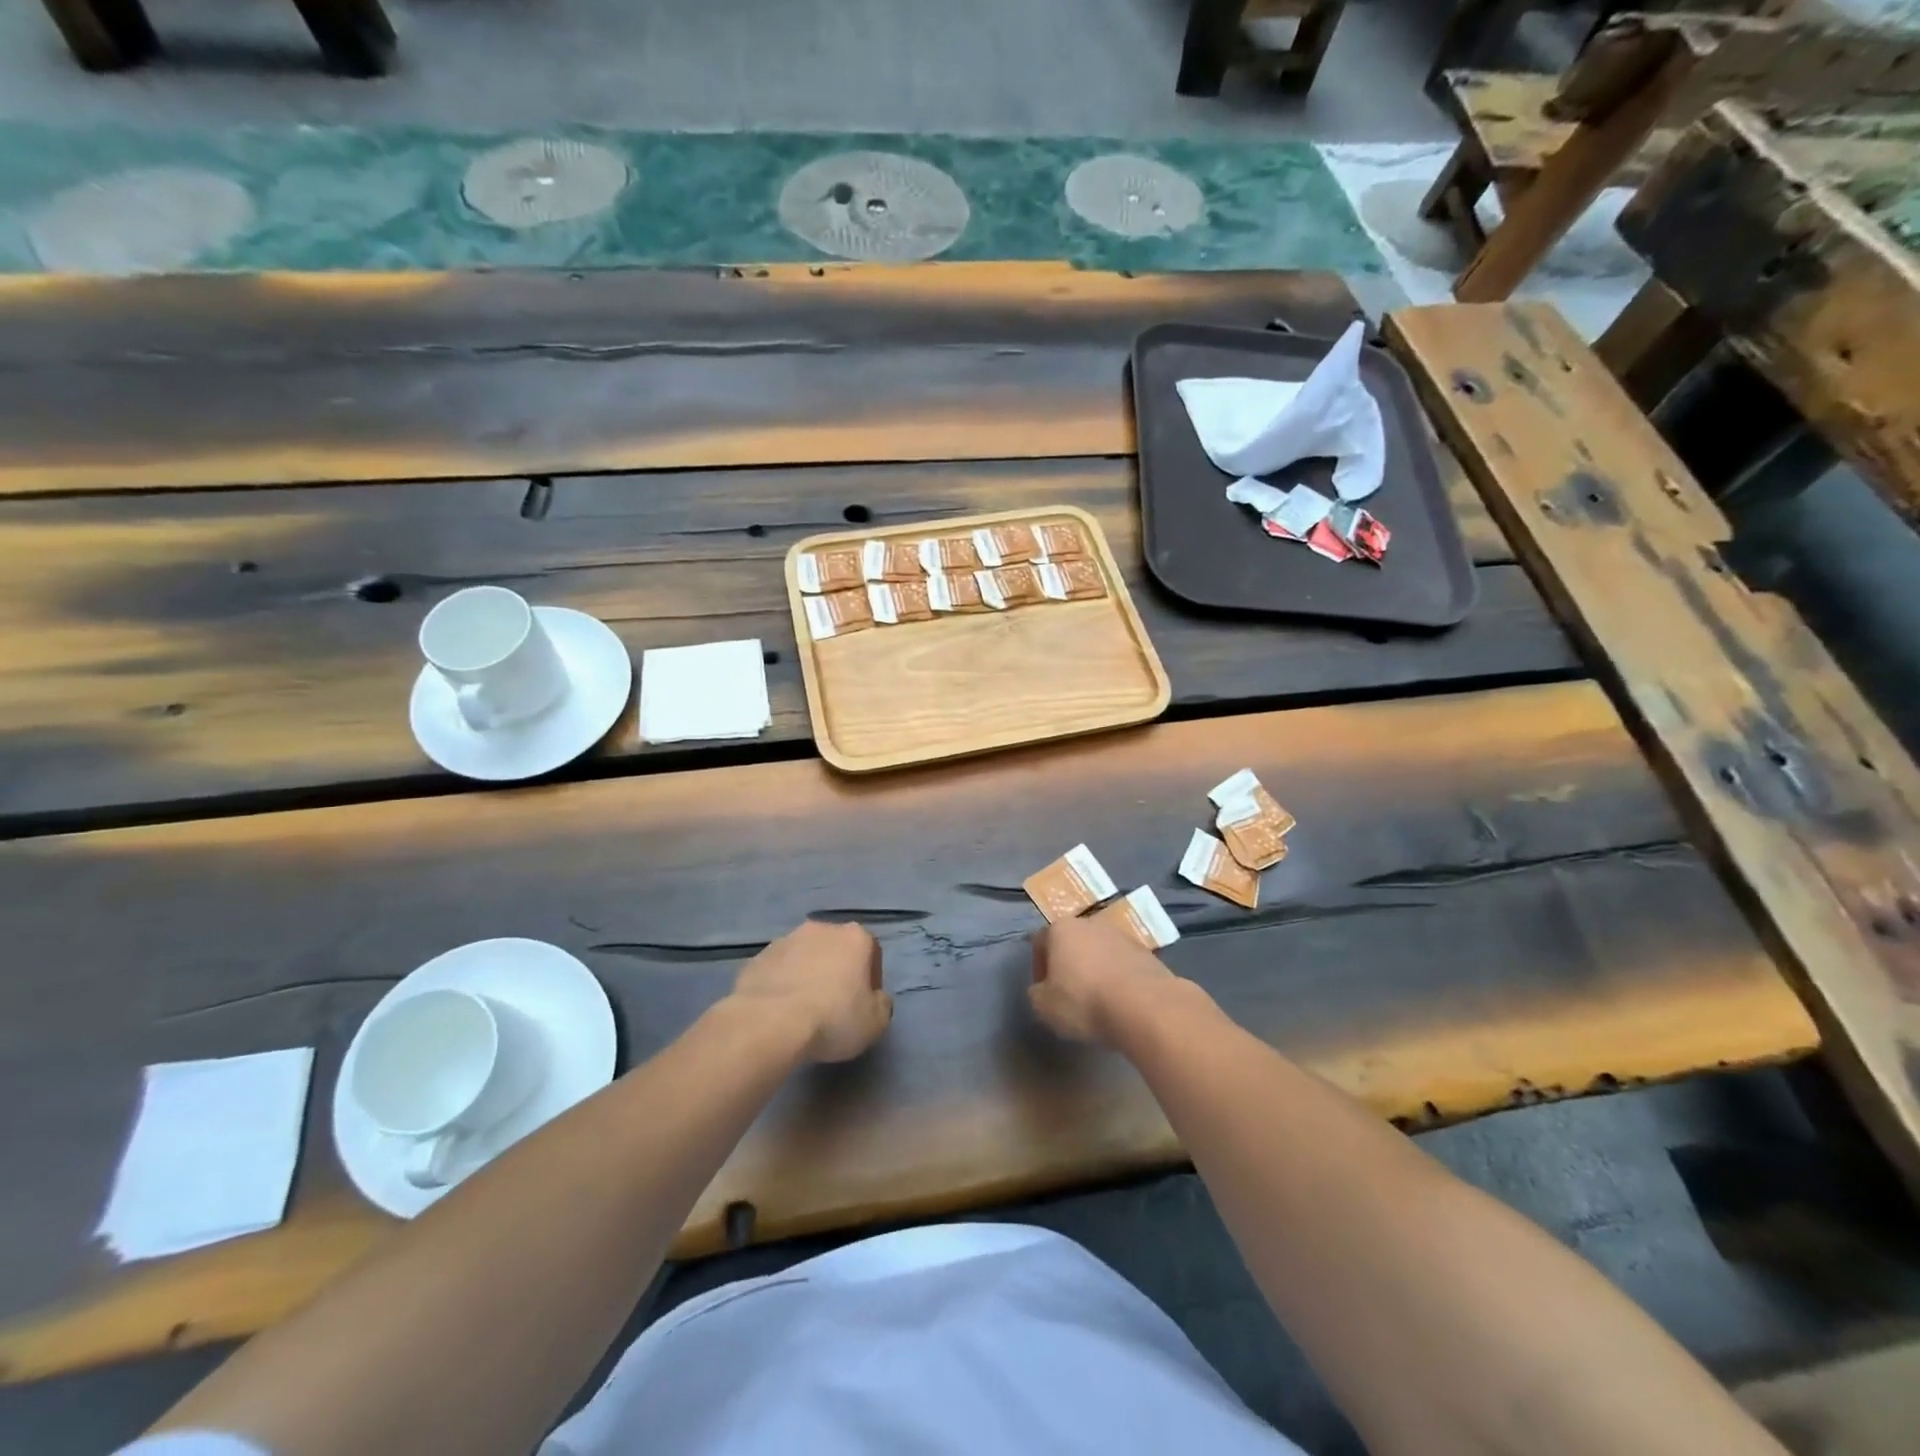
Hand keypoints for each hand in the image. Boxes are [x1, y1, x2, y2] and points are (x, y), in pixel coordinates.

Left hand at [731, 920, 892, 1062]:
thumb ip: (881, 1004)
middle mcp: (822, 928)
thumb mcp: (876, 1022)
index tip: (864, 1004)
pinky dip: (782, 983)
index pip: (872, 952)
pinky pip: (779, 970)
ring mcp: (786, 940)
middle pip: (836, 949)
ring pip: (805, 956)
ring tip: (803, 1009)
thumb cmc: (833, 1018)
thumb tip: (875, 998)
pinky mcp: (758, 957)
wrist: (769, 1022)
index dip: (871, 979)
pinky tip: (779, 1010)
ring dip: (808, 975)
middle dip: (837, 971)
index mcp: (855, 937)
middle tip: (834, 1005)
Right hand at [1029, 914, 1175, 1046]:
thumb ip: (1037, 994)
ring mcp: (1122, 935)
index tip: (1044, 991)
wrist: (1144, 1006)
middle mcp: (1091, 923)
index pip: (1040, 942)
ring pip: (1100, 952)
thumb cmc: (1084, 1001)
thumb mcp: (1044, 1006)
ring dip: (1095, 970)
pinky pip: (1123, 964)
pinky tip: (1120, 1002)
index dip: (1039, 967)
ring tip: (1098, 1000)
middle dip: (1069, 965)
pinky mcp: (1146, 952)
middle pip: (1073, 942)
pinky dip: (1118, 978)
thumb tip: (1042, 990)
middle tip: (1069, 994)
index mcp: (1061, 929)